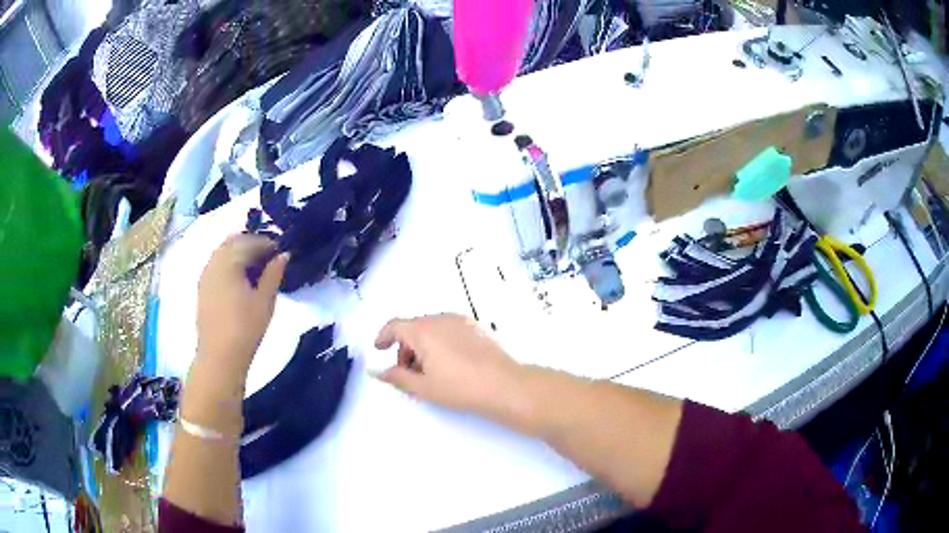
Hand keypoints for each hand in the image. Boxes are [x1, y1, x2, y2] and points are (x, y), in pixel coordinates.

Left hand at [197, 234, 288, 367]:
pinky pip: (216, 265)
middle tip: (268, 259)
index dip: (267, 244)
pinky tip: (240, 282)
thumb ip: (274, 274)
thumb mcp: (265, 301)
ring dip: (238, 254)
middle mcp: (214, 262)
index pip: (250, 241)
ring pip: (222, 252)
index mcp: (229, 262)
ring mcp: (205, 275)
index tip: (281, 253)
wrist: (219, 357)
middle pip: (233, 242)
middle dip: (251, 245)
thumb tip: (284, 255)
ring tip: (255, 271)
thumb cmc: (245, 329)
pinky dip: (228, 265)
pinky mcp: (202, 288)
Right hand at [374, 314, 529, 421]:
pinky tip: (448, 365)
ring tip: (429, 372)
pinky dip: (439, 342)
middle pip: (413, 328)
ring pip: (432, 329)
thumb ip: (397, 377)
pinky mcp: (476, 328)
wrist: (503, 385)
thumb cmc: (461, 387)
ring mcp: (461, 321)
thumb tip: (378, 372)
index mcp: (423, 330)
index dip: (383, 336)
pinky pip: (448, 330)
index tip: (380, 348)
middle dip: (405, 348)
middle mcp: (441, 319)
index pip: (395, 325)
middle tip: (407, 372)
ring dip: (422, 346)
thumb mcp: (423, 387)